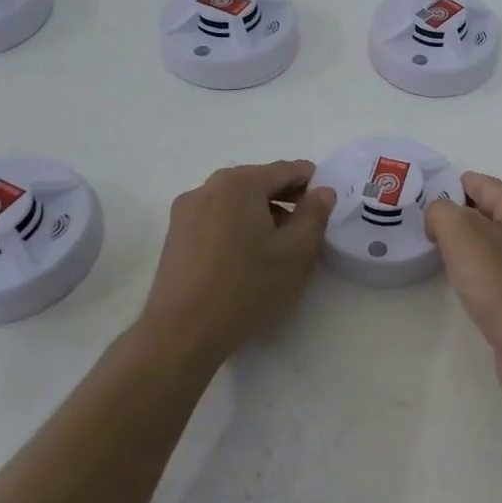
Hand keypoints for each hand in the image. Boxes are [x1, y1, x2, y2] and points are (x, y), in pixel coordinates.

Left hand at [138, 161, 335, 363]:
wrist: (183, 332)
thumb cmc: (247, 286)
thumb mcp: (297, 251)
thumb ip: (315, 214)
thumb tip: (323, 191)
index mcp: (239, 183)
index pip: (286, 170)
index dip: (312, 183)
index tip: (326, 204)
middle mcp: (208, 187)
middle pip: (258, 183)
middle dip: (286, 199)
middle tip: (306, 228)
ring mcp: (186, 211)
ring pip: (236, 202)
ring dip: (261, 214)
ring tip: (277, 246)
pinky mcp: (175, 236)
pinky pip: (216, 219)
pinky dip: (237, 227)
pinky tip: (246, 258)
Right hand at [424, 172, 501, 396]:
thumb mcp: (462, 235)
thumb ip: (442, 212)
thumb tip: (439, 215)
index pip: (479, 182)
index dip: (446, 187)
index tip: (418, 203)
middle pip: (487, 211)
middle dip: (456, 218)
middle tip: (422, 232)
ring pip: (493, 243)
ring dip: (467, 248)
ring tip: (437, 257)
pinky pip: (500, 272)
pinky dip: (480, 273)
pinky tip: (465, 286)